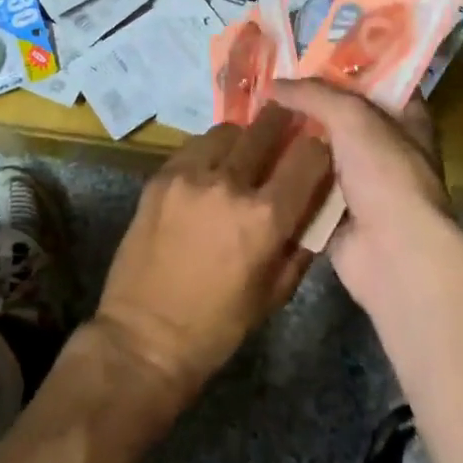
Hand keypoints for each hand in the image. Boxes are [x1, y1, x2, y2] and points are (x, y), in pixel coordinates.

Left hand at [94, 104, 332, 408]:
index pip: (308, 155)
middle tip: (286, 128)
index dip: (319, 148)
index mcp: (265, 217)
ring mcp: (191, 176)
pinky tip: (208, 172)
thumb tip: (318, 201)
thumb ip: (302, 240)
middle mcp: (231, 184)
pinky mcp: (161, 176)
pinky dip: (209, 152)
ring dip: (243, 139)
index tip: (318, 148)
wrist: (144, 338)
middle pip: (267, 127)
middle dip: (283, 124)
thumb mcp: (276, 291)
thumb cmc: (218, 326)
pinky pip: (194, 146)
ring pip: (229, 132)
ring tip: (242, 156)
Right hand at [272, 80, 462, 315]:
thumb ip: (314, 94)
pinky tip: (253, 159)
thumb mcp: (353, 117)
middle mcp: (387, 148)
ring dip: (292, 142)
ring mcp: (362, 184)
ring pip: (320, 153)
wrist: (393, 254)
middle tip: (266, 88)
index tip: (303, 58)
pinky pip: (306, 187)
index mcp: (406, 118)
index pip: (375, 81)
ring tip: (251, 119)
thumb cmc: (385, 174)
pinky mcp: (337, 214)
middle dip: (307, 106)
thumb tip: (273, 85)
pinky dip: (285, 177)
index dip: (343, 68)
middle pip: (341, 117)